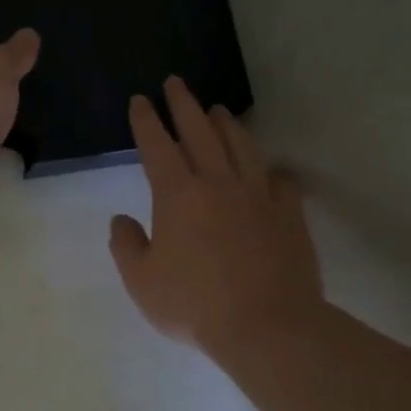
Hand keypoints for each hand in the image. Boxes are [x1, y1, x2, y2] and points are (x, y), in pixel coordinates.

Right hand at [109, 77, 322, 358]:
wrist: (267, 327)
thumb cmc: (194, 305)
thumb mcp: (141, 281)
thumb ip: (126, 245)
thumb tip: (121, 220)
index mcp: (178, 194)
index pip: (157, 145)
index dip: (146, 120)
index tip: (140, 100)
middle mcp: (218, 183)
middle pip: (200, 131)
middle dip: (184, 104)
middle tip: (176, 83)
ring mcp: (258, 195)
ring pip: (241, 146)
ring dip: (226, 124)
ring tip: (218, 110)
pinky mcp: (288, 214)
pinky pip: (280, 180)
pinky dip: (269, 169)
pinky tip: (268, 168)